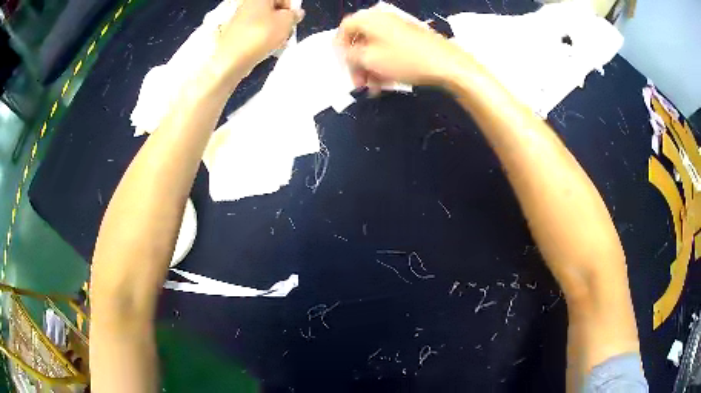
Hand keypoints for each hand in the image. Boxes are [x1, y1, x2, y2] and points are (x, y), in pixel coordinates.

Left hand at [208, 0, 304, 89]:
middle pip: (272, 9)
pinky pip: (253, 32)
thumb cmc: (261, 35)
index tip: (293, 20)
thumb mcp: (286, 22)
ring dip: (273, 31)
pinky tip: (266, 49)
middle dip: (282, 20)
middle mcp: (247, 5)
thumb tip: (296, 13)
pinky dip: (262, 39)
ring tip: (277, 43)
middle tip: (287, 33)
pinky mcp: (234, 35)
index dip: (291, 8)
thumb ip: (294, 15)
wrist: (231, 60)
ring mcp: (238, 20)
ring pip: (263, 22)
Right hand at [336, 7, 463, 92]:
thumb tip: (347, 55)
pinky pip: (389, 49)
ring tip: (374, 87)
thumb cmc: (406, 60)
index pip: (344, 29)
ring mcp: (398, 28)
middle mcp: (382, 19)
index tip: (342, 66)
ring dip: (371, 67)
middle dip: (357, 63)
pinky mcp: (410, 38)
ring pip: (375, 47)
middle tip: (359, 82)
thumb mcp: (370, 60)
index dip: (339, 49)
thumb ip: (350, 56)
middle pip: (360, 40)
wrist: (446, 64)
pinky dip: (384, 64)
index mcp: (369, 19)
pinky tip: (386, 81)